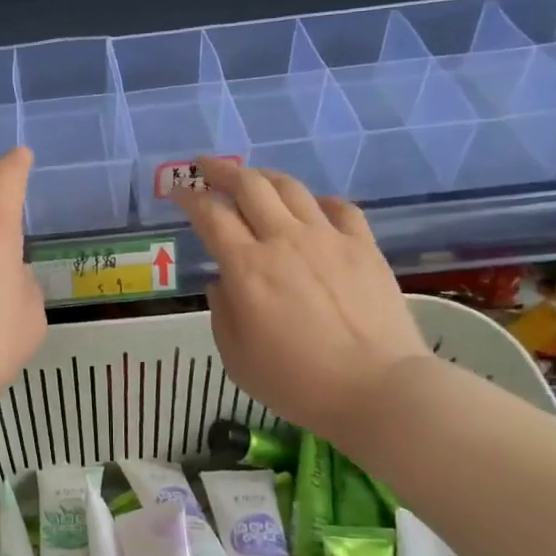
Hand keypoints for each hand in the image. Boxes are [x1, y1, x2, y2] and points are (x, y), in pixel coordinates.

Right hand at [174, 160, 429, 440]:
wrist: (378, 389)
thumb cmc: (298, 382)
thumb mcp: (237, 358)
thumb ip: (222, 312)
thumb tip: (222, 282)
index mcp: (247, 267)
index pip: (210, 214)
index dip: (189, 197)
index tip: (177, 192)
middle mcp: (284, 240)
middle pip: (249, 185)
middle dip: (221, 170)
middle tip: (205, 166)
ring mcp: (328, 238)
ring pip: (291, 187)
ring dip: (264, 176)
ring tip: (252, 178)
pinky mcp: (364, 246)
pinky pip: (338, 207)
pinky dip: (317, 200)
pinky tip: (312, 208)